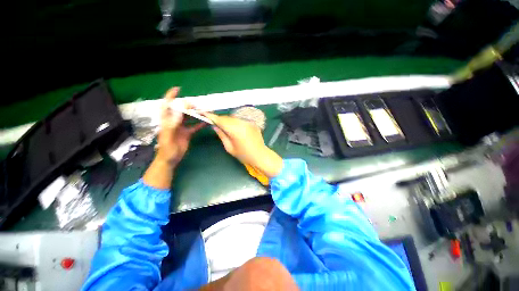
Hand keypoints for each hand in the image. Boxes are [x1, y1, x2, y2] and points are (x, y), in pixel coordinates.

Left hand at [144, 87, 203, 188]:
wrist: (170, 160)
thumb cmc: (166, 149)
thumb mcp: (168, 137)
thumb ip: (172, 124)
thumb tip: (180, 111)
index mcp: (166, 121)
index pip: (167, 105)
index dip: (170, 96)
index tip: (177, 89)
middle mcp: (174, 122)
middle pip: (181, 110)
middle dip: (188, 105)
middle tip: (197, 105)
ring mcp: (181, 127)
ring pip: (189, 117)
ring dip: (196, 114)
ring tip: (204, 111)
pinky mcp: (187, 133)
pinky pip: (195, 126)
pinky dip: (200, 124)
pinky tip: (206, 122)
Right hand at [202, 112, 282, 177]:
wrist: (260, 155)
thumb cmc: (244, 155)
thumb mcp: (230, 148)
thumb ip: (222, 135)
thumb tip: (215, 126)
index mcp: (235, 130)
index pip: (220, 120)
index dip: (211, 116)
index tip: (202, 113)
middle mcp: (242, 123)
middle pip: (227, 118)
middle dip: (220, 119)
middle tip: (214, 123)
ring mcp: (248, 122)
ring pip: (234, 118)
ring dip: (228, 121)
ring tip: (226, 128)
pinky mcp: (253, 123)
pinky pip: (241, 120)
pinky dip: (236, 122)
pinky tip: (236, 129)